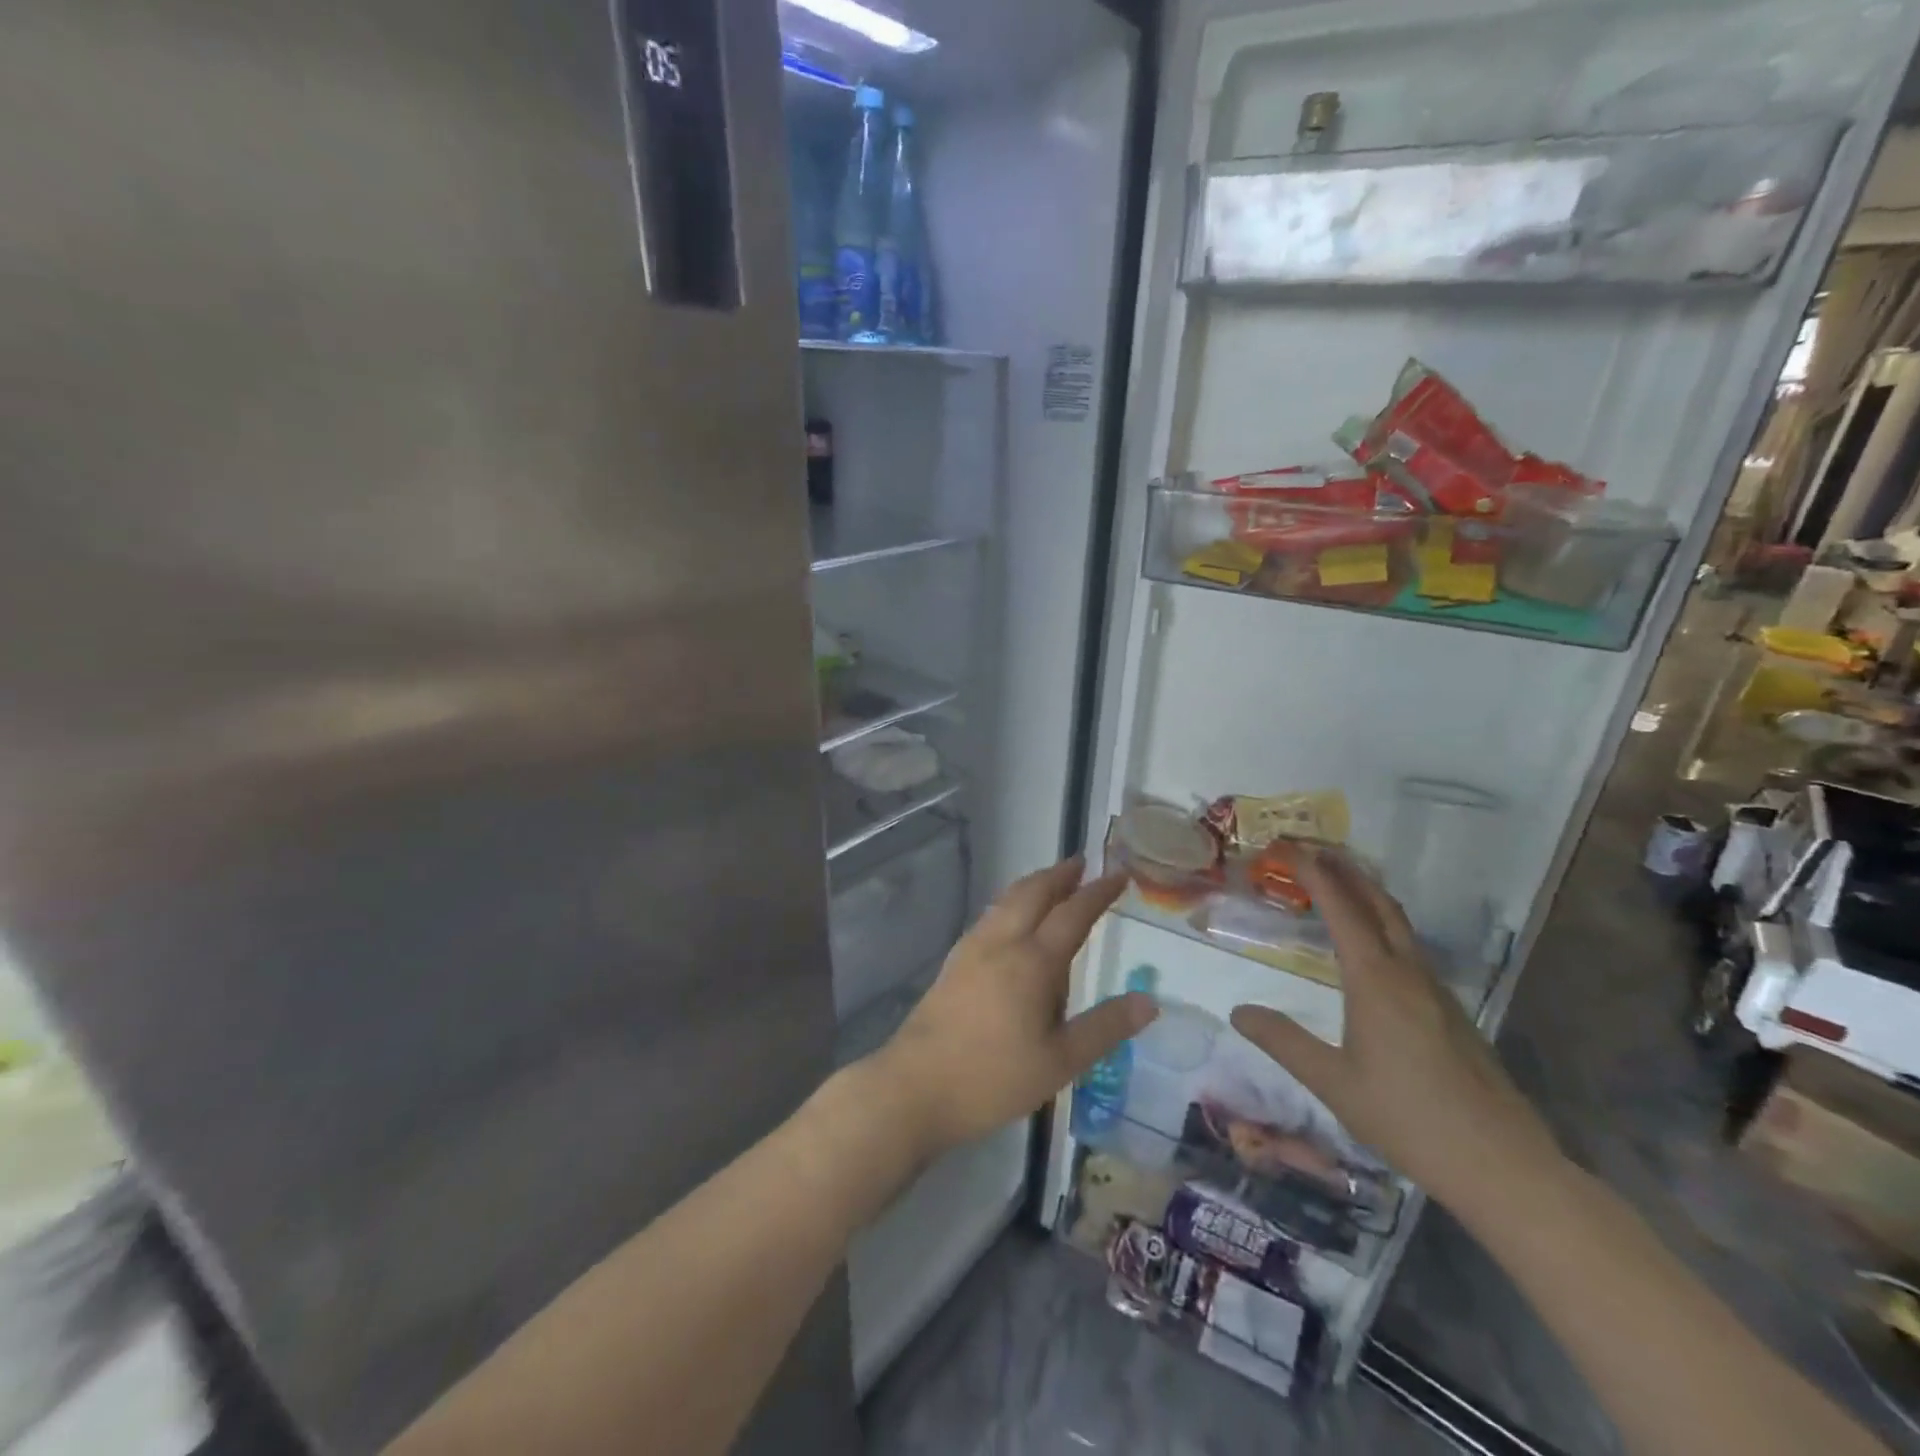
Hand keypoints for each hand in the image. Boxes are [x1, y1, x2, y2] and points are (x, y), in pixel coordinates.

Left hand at [871, 858, 1156, 1157]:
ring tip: (1052, 883)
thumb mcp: (1060, 1061)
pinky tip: (1012, 921)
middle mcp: (1002, 942)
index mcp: (1033, 961)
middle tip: (1083, 863)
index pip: (1073, 913)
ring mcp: (972, 948)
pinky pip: (991, 916)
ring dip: (1033, 885)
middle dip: (1060, 874)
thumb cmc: (993, 1078)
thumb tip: (1149, 1001)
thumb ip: (1105, 1028)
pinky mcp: (954, 962)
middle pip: (1033, 893)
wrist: (915, 1086)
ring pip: (1007, 900)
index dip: (1098, 892)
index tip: (1119, 874)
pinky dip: (1012, 903)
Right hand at [1229, 849, 1561, 1221]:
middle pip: (1379, 904)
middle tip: (1315, 850)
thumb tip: (1239, 1011)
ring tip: (1340, 885)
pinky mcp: (1452, 1013)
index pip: (1342, 910)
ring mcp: (1436, 992)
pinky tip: (1373, 949)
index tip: (1290, 848)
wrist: (1502, 1165)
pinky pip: (1411, 950)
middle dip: (1347, 871)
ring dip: (1369, 896)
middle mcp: (1408, 974)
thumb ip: (1283, 1041)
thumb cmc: (1408, 1118)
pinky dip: (1384, 927)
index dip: (1315, 874)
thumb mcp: (1332, 1082)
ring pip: (1400, 925)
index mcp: (1376, 981)